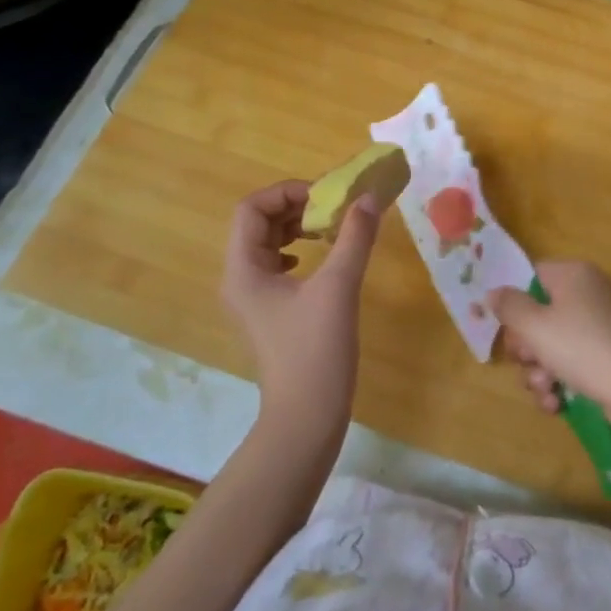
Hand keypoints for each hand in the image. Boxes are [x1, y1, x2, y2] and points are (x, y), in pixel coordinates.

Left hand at [221, 180, 380, 432]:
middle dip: (296, 207)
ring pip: (269, 243)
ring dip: (299, 227)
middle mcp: (241, 279)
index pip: (251, 209)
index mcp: (244, 270)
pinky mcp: (271, 312)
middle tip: (335, 208)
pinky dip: (300, 250)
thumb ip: (354, 237)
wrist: (306, 417)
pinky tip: (322, 258)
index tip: (325, 197)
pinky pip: (278, 266)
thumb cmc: (315, 350)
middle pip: (258, 223)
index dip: (286, 192)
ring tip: (333, 228)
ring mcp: (254, 298)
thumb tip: (369, 198)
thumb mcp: (339, 287)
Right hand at [493, 260, 610, 435]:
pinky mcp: (605, 356)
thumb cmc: (582, 349)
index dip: (514, 304)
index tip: (507, 330)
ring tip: (545, 389)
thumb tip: (494, 292)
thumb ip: (509, 307)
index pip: (531, 276)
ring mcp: (598, 326)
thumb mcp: (535, 326)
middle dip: (526, 347)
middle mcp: (587, 294)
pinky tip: (557, 403)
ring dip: (539, 372)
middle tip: (527, 362)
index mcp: (573, 275)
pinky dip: (559, 383)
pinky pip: (570, 363)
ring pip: (551, 345)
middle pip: (538, 314)